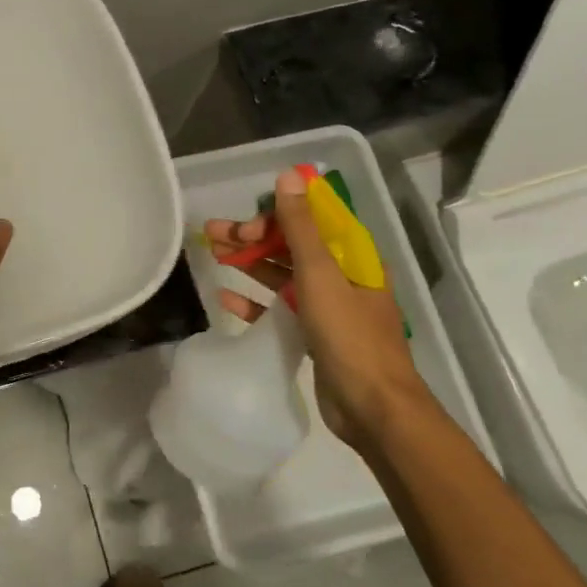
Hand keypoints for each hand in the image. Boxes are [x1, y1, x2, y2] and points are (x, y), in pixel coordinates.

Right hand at [204, 168, 432, 449]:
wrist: (373, 408)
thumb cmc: (350, 337)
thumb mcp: (321, 276)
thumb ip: (301, 228)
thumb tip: (289, 177)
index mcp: (351, 257)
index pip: (310, 220)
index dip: (274, 214)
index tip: (242, 223)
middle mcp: (341, 277)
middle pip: (291, 245)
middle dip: (252, 237)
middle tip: (213, 234)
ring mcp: (328, 307)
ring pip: (283, 275)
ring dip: (250, 263)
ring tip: (213, 254)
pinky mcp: (314, 335)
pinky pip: (280, 309)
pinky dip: (255, 301)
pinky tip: (226, 297)